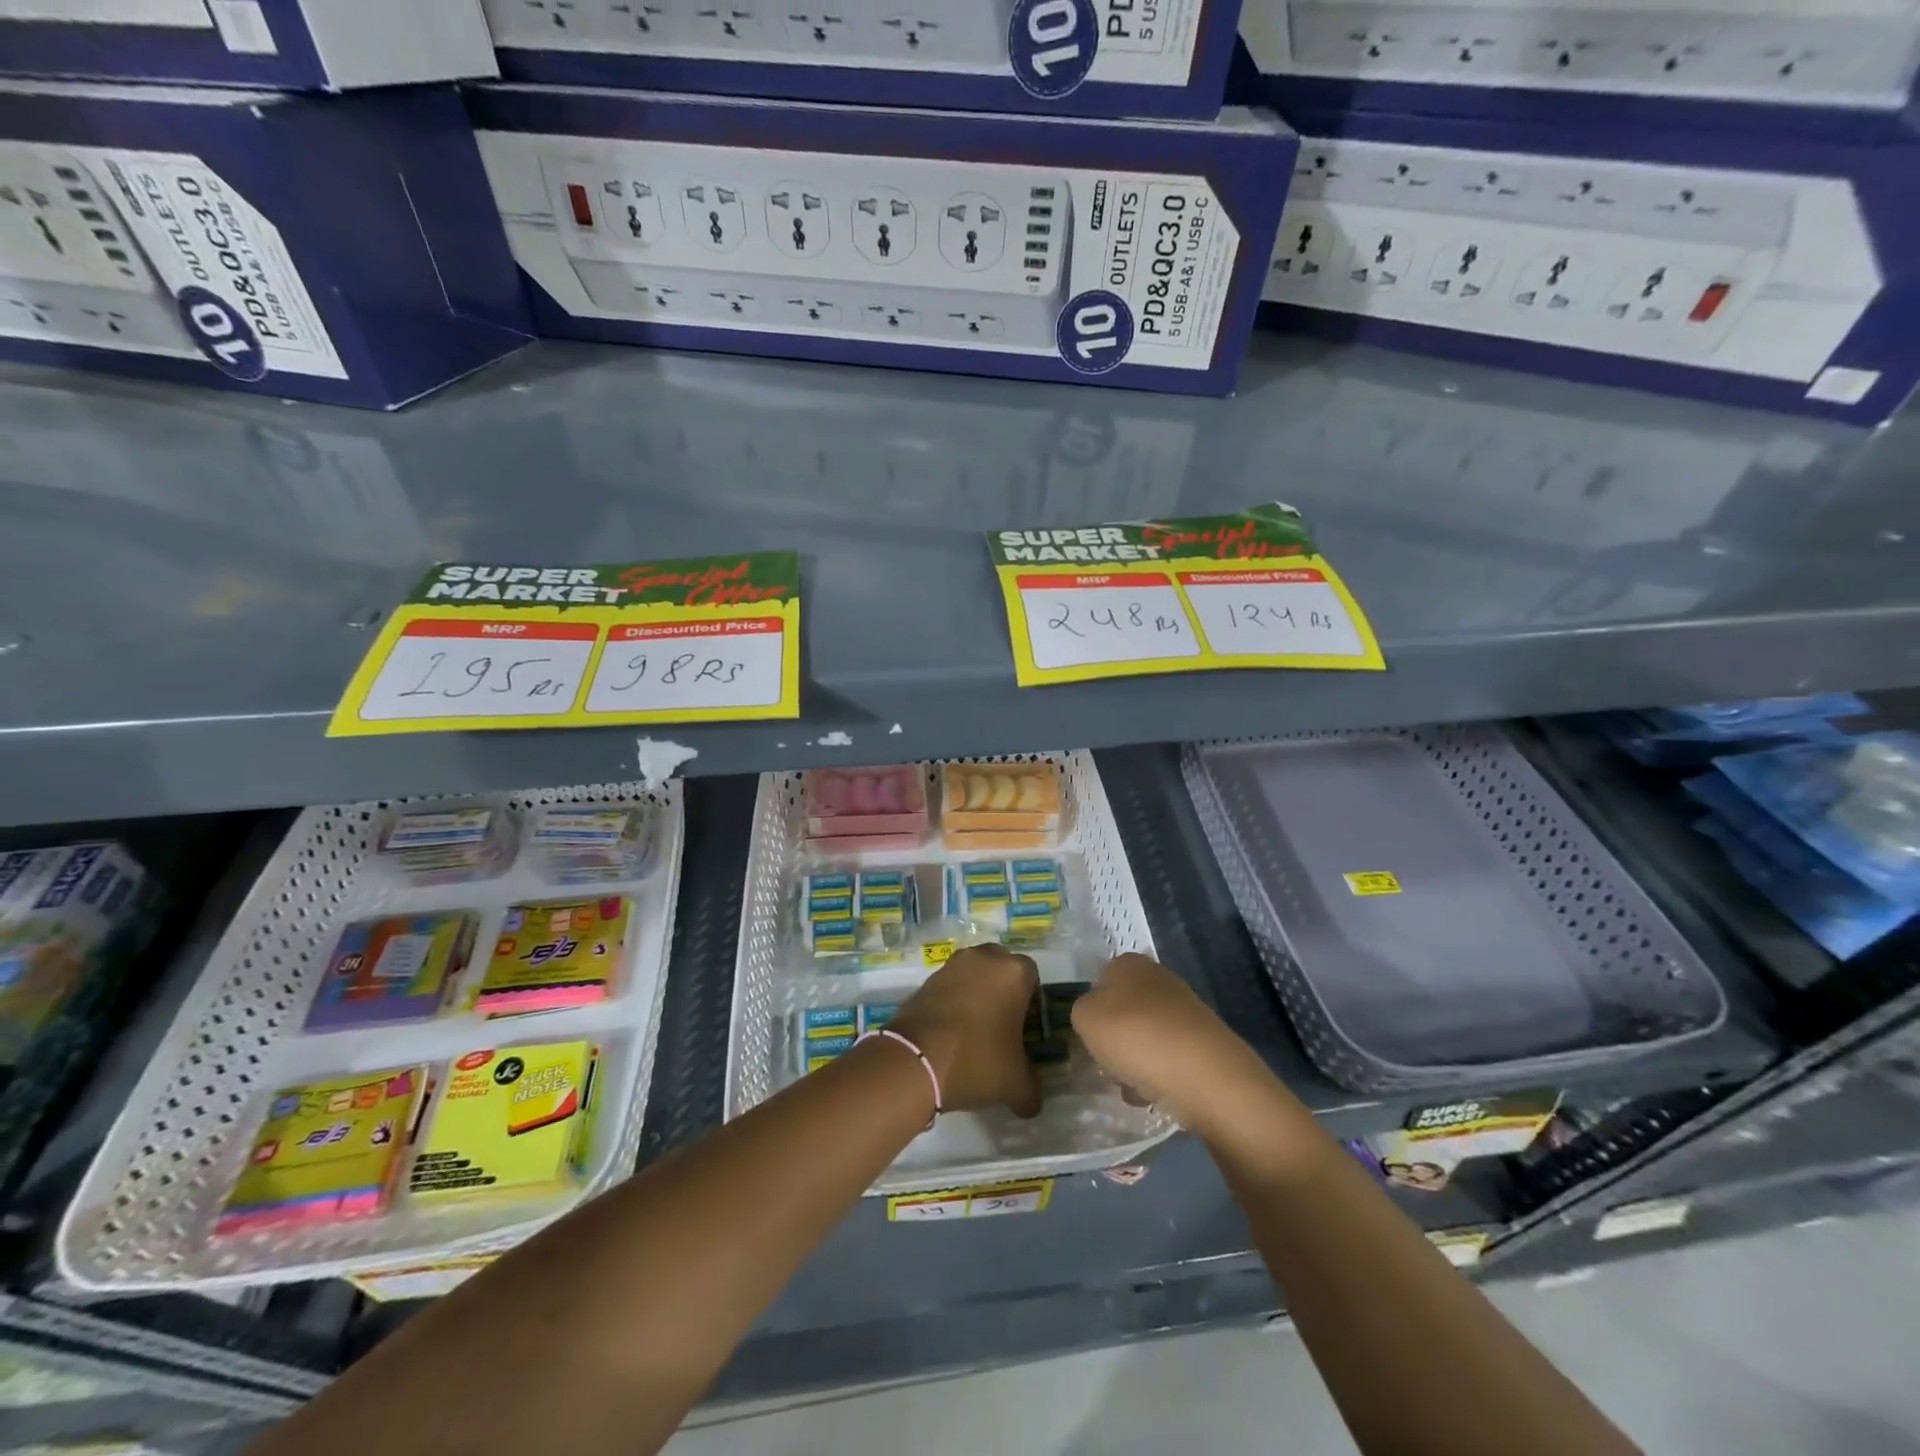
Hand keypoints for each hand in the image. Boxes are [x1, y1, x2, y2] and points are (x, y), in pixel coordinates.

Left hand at [889, 944, 1042, 1117]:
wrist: (915, 1060)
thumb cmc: (976, 1060)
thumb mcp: (1015, 1084)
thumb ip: (1032, 1087)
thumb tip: (1032, 1100)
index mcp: (1014, 972)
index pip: (1032, 978)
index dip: (1031, 1003)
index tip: (1024, 1030)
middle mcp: (984, 958)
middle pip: (1001, 969)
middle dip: (1003, 992)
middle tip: (1001, 1027)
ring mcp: (952, 965)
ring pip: (974, 975)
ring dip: (977, 994)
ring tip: (974, 1032)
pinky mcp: (927, 978)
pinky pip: (950, 986)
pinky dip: (954, 1001)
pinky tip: (951, 1032)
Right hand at [1071, 953, 1260, 1120]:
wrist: (1203, 1073)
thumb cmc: (1135, 1036)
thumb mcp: (1084, 1017)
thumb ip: (1081, 1010)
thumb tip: (1097, 1016)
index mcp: (1128, 963)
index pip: (1099, 983)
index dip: (1093, 1012)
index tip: (1092, 1037)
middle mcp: (1158, 978)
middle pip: (1123, 1012)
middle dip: (1115, 1040)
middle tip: (1110, 1064)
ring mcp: (1184, 1009)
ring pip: (1144, 1037)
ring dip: (1135, 1062)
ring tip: (1134, 1086)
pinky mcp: (1203, 1041)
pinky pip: (1168, 1058)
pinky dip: (1159, 1076)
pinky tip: (1157, 1094)